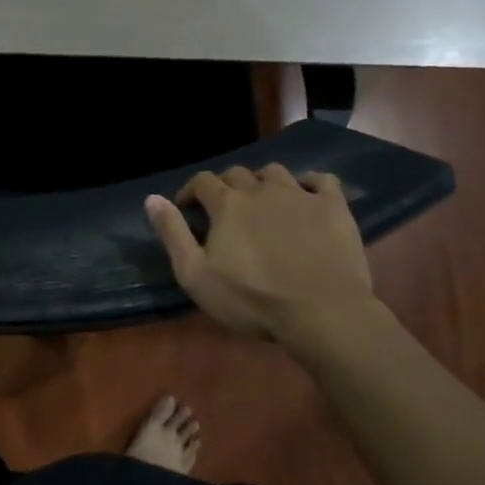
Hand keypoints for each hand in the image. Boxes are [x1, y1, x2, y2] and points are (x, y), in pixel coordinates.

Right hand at [145, 165, 375, 349]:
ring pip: (275, 172)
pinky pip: (321, 181)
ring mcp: (300, 194)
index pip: (201, 181)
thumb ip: (172, 234)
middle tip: (226, 212)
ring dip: (263, 183)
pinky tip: (308, 198)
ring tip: (264, 204)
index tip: (188, 209)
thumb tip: (152, 198)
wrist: (322, 312)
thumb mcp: (197, 275)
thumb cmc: (252, 299)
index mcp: (227, 204)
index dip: (191, 192)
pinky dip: (310, 184)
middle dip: (226, 187)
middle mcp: (260, 189)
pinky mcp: (333, 207)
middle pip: (237, 174)